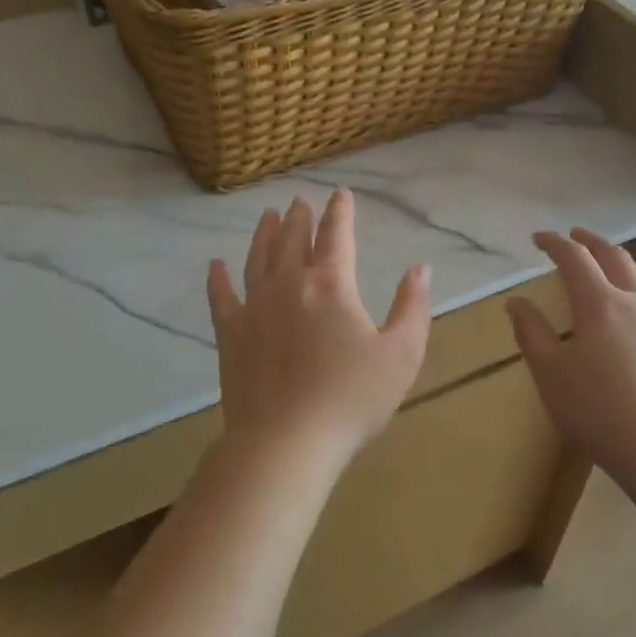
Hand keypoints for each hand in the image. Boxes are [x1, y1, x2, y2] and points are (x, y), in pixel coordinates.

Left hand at [207, 191, 430, 468]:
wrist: (286, 442)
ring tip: (267, 216)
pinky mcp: (231, 335)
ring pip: (257, 258)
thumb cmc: (352, 399)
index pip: (336, 235)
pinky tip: (216, 266)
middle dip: (299, 217)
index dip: (340, 212)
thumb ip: (412, 307)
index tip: (340, 194)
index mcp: (331, 285)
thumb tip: (420, 269)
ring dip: (264, 234)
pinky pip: (221, 298)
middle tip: (300, 202)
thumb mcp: (401, 354)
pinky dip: (218, 279)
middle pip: (292, 239)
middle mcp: (288, 284)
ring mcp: (254, 308)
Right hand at [507, 228, 635, 496]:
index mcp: (600, 304)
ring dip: (616, 259)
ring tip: (603, 261)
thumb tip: (517, 302)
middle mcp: (634, 303)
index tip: (538, 238)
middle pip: (614, 257)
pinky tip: (628, 305)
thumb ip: (531, 333)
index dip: (555, 243)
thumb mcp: (550, 374)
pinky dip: (632, 284)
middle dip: (591, 242)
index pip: (575, 259)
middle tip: (573, 236)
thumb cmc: (598, 410)